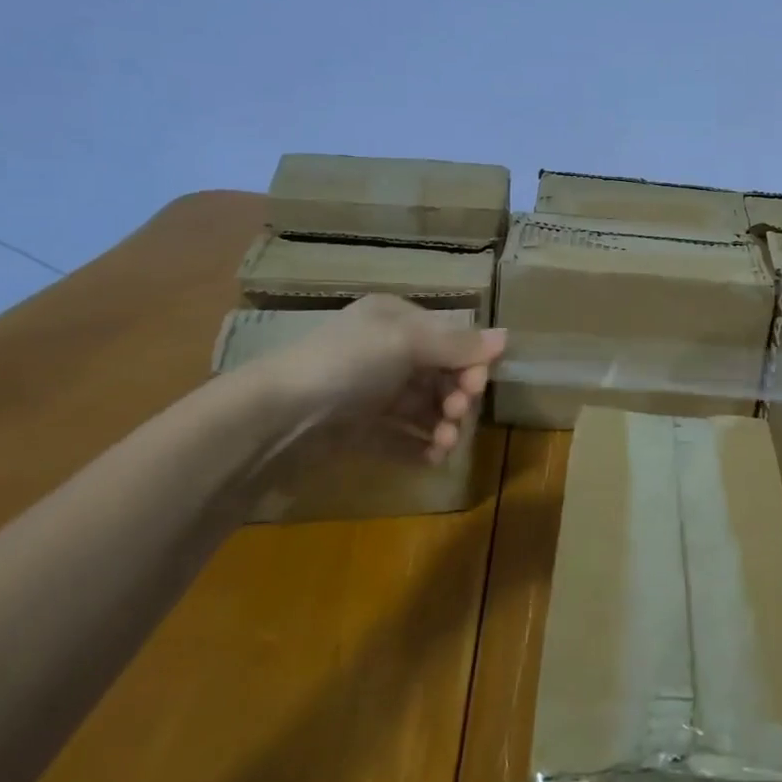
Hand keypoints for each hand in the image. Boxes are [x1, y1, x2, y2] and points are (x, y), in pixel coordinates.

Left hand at [249, 295, 505, 464]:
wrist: (274, 419)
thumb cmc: (347, 365)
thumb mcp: (407, 342)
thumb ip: (459, 345)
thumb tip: (506, 337)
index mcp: (395, 320)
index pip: (448, 338)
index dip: (469, 362)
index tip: (477, 386)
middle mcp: (384, 352)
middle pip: (439, 374)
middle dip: (456, 396)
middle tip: (457, 416)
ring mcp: (370, 393)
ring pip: (422, 407)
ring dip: (442, 425)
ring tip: (444, 446)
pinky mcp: (356, 431)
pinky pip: (400, 437)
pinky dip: (419, 447)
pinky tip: (432, 461)